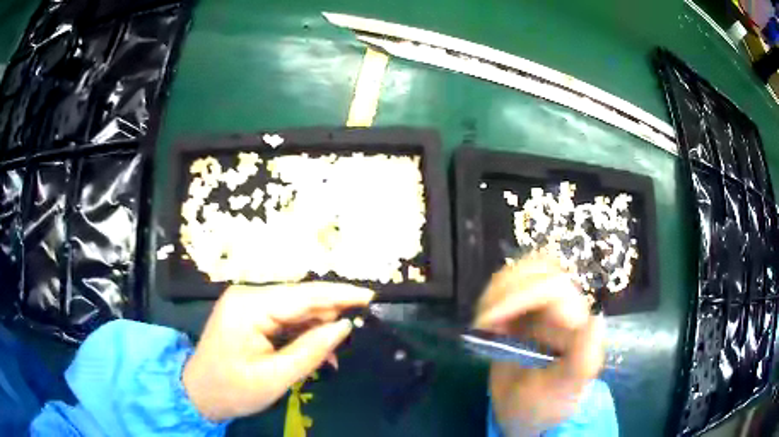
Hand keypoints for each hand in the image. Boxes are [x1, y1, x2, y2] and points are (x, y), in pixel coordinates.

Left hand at [182, 282, 374, 421]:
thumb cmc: (233, 390)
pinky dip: (302, 334)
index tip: (370, 296)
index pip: (303, 295)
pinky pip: (285, 318)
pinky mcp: (249, 313)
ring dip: (316, 329)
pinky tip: (315, 352)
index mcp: (249, 306)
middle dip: (328, 317)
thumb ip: (311, 350)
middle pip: (300, 299)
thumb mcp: (275, 377)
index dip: (339, 295)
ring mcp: (247, 303)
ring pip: (295, 309)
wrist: (199, 393)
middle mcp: (248, 295)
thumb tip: (344, 327)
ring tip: (331, 356)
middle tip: (351, 339)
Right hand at [474, 254, 604, 435]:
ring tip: (485, 324)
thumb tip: (596, 318)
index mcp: (576, 323)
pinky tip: (486, 322)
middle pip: (539, 268)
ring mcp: (544, 306)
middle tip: (484, 323)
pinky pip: (510, 284)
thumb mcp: (563, 391)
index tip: (488, 322)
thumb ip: (582, 361)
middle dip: (504, 290)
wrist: (527, 410)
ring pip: (524, 271)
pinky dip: (492, 297)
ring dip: (496, 292)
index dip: (519, 294)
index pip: (553, 286)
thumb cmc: (546, 403)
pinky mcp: (526, 309)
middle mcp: (563, 307)